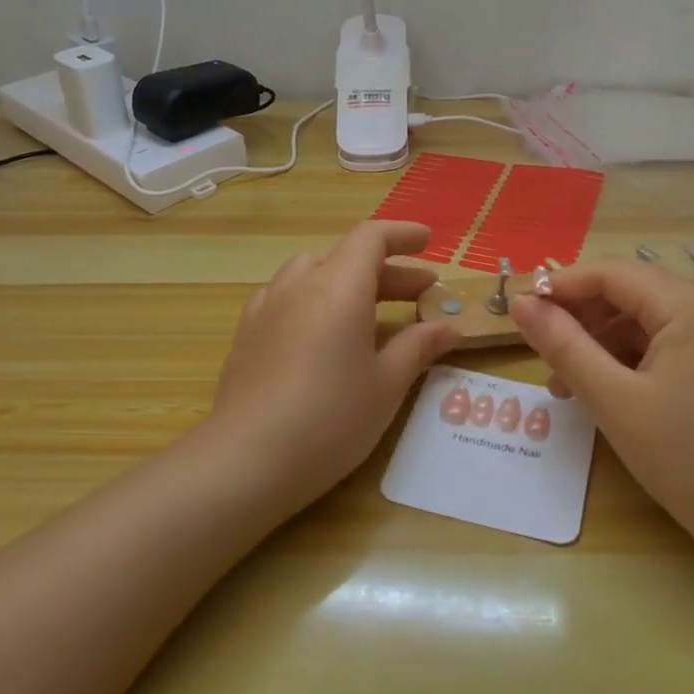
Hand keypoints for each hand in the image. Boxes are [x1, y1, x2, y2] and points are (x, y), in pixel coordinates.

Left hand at [208, 221, 460, 510]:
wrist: (247, 459)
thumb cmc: (331, 419)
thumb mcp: (386, 385)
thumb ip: (418, 347)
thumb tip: (447, 328)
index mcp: (339, 287)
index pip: (372, 237)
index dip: (402, 234)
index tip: (428, 242)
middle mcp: (300, 285)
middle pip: (346, 257)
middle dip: (387, 270)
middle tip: (420, 293)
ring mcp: (267, 306)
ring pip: (312, 273)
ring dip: (347, 281)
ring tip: (369, 309)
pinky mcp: (247, 332)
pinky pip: (286, 297)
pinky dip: (313, 299)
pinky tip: (319, 331)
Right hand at [510, 260, 693, 568]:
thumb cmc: (692, 461)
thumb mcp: (615, 401)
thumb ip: (564, 345)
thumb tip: (521, 303)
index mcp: (690, 305)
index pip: (610, 273)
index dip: (559, 287)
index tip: (517, 312)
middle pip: (629, 292)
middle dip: (579, 318)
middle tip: (540, 354)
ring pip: (646, 320)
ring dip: (601, 343)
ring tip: (565, 385)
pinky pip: (667, 344)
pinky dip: (631, 360)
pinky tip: (606, 392)